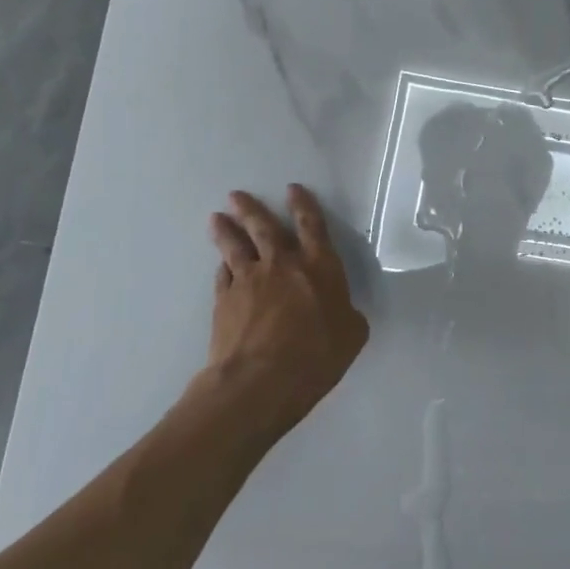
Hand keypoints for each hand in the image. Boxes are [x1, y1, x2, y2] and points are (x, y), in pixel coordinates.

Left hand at [198, 186, 369, 442]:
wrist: (260, 380)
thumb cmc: (317, 354)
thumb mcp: (352, 334)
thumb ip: (348, 315)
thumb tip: (342, 312)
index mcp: (320, 266)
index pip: (312, 226)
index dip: (303, 205)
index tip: (292, 189)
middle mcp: (283, 265)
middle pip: (265, 228)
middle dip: (252, 209)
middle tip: (237, 195)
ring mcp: (249, 281)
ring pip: (235, 247)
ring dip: (227, 230)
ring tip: (216, 217)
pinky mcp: (224, 301)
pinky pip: (223, 275)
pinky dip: (222, 266)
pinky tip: (220, 265)